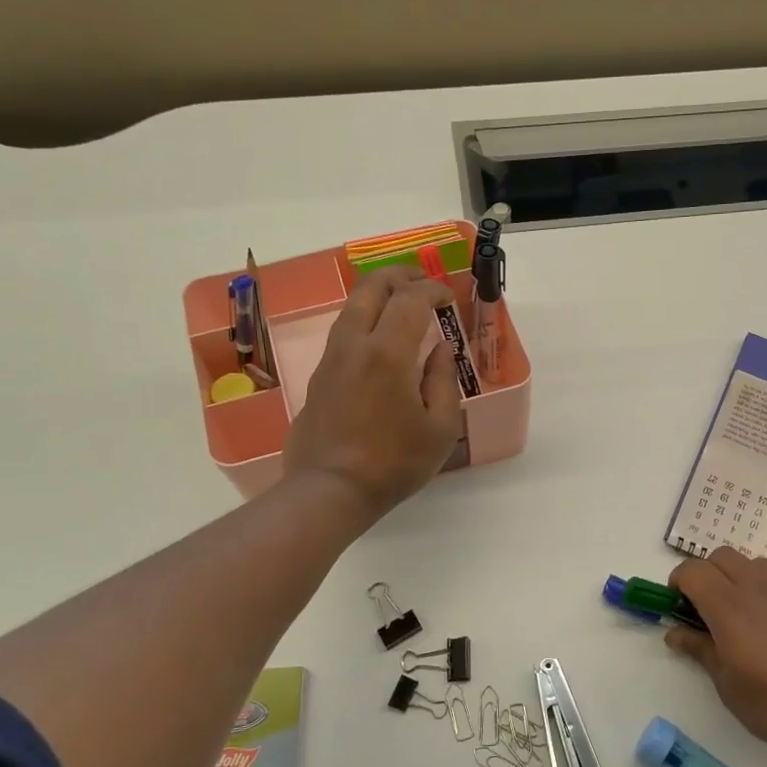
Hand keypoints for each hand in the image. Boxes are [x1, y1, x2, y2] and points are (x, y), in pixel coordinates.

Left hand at [282, 265, 461, 521]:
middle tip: (422, 282)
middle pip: (370, 288)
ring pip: (351, 307)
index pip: (410, 299)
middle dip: (399, 276)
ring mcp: (331, 359)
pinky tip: (380, 339)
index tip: (448, 297)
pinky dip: (365, 320)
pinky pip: (344, 332)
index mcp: (387, 353)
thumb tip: (441, 349)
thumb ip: (444, 380)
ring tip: (402, 304)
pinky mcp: (319, 376)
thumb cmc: (394, 463)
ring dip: (378, 296)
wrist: (329, 490)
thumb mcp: (440, 428)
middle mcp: (354, 345)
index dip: (432, 290)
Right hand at [668, 547, 766, 759]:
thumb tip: (675, 633)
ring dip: (735, 576)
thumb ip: (700, 651)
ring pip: (750, 561)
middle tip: (703, 609)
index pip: (692, 571)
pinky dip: (762, 588)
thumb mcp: (727, 685)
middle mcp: (755, 587)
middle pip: (721, 556)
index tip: (677, 607)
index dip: (678, 583)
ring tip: (736, 612)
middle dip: (705, 574)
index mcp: (728, 605)